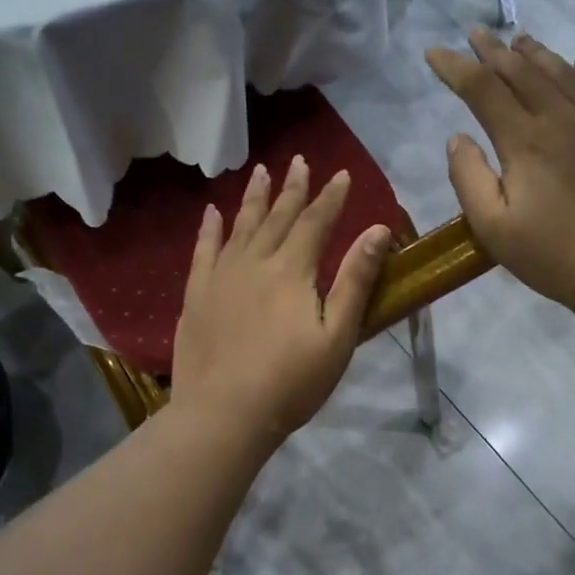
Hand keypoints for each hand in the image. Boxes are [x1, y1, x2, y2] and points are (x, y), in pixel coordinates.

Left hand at [172, 155, 392, 445]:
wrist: (223, 414)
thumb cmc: (290, 382)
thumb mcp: (337, 336)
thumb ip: (356, 280)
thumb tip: (378, 229)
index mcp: (292, 271)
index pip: (316, 222)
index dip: (331, 197)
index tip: (341, 174)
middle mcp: (255, 262)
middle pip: (278, 217)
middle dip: (292, 188)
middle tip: (299, 160)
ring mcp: (221, 277)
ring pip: (241, 226)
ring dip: (253, 198)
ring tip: (261, 170)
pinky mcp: (196, 295)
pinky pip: (203, 251)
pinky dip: (209, 229)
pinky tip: (212, 213)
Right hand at [426, 30, 574, 312]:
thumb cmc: (553, 255)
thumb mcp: (493, 228)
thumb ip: (469, 179)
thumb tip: (457, 138)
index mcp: (524, 140)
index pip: (482, 89)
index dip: (455, 68)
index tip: (434, 53)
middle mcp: (562, 117)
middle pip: (522, 71)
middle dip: (493, 52)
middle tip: (475, 34)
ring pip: (564, 72)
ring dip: (536, 54)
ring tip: (518, 40)